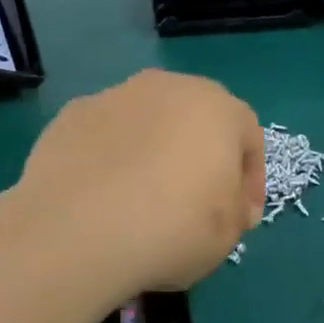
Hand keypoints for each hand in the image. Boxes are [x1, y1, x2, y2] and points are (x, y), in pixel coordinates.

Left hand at [11, 69, 264, 295]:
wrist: (77, 229)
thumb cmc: (171, 227)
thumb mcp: (227, 234)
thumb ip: (237, 209)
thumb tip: (229, 202)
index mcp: (216, 107)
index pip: (248, 135)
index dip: (250, 178)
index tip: (240, 216)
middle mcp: (168, 87)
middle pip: (196, 117)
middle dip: (201, 155)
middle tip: (194, 201)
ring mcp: (116, 95)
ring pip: (148, 121)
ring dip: (153, 150)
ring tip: (142, 198)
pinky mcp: (73, 113)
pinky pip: (106, 134)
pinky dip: (110, 157)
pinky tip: (102, 195)